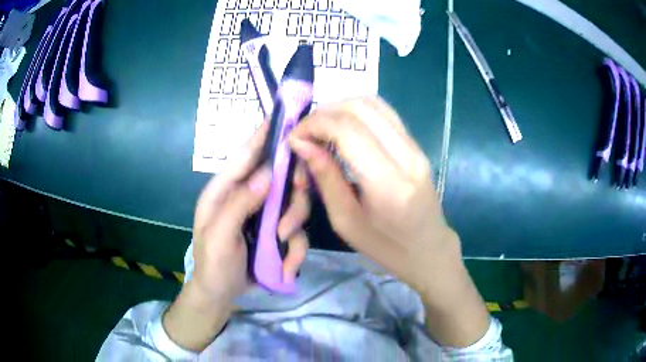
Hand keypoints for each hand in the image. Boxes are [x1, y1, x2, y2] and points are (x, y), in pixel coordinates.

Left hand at [164, 121, 310, 350]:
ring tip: (281, 247)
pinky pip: (297, 233)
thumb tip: (268, 174)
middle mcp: (249, 196)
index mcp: (226, 190)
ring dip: (294, 227)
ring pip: (295, 204)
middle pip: (281, 178)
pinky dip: (296, 250)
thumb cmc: (212, 264)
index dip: (265, 135)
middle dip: (292, 196)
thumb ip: (239, 204)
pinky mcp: (278, 233)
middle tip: (287, 221)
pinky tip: (286, 268)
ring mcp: (266, 215)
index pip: (246, 155)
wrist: (221, 295)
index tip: (286, 118)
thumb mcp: (219, 236)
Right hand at [289, 96, 488, 346]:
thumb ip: (326, 178)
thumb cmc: (386, 247)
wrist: (429, 248)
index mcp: (388, 184)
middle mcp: (406, 156)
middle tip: (304, 134)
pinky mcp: (416, 144)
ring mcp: (415, 146)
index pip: (348, 130)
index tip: (294, 139)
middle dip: (323, 114)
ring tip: (320, 130)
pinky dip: (356, 112)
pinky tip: (342, 129)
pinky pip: (383, 113)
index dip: (315, 125)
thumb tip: (301, 144)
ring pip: (372, 103)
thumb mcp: (346, 222)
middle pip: (360, 109)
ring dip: (339, 108)